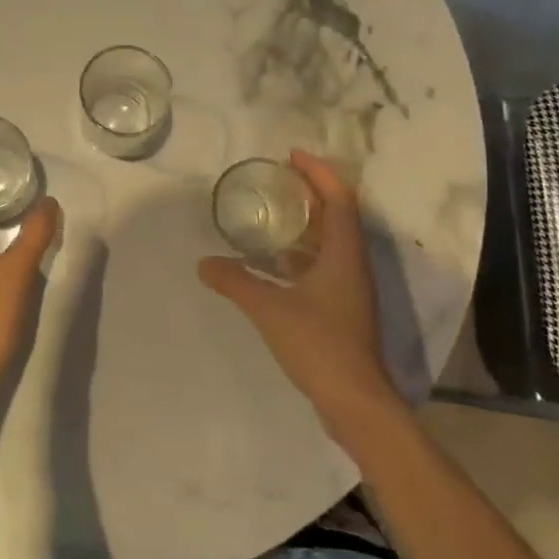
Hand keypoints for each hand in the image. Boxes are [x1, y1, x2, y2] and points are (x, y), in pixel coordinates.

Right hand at [198, 151, 399, 435]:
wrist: (355, 402)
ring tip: (274, 213)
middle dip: (311, 192)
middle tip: (279, 179)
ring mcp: (350, 289)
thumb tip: (203, 263)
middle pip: (338, 215)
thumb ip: (236, 282)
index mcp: (344, 254)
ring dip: (307, 223)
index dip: (318, 172)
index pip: (338, 198)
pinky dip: (302, 254)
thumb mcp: (269, 309)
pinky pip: (324, 266)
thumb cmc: (319, 344)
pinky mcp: (343, 309)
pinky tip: (275, 263)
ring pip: (332, 243)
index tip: (291, 155)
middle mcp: (353, 265)